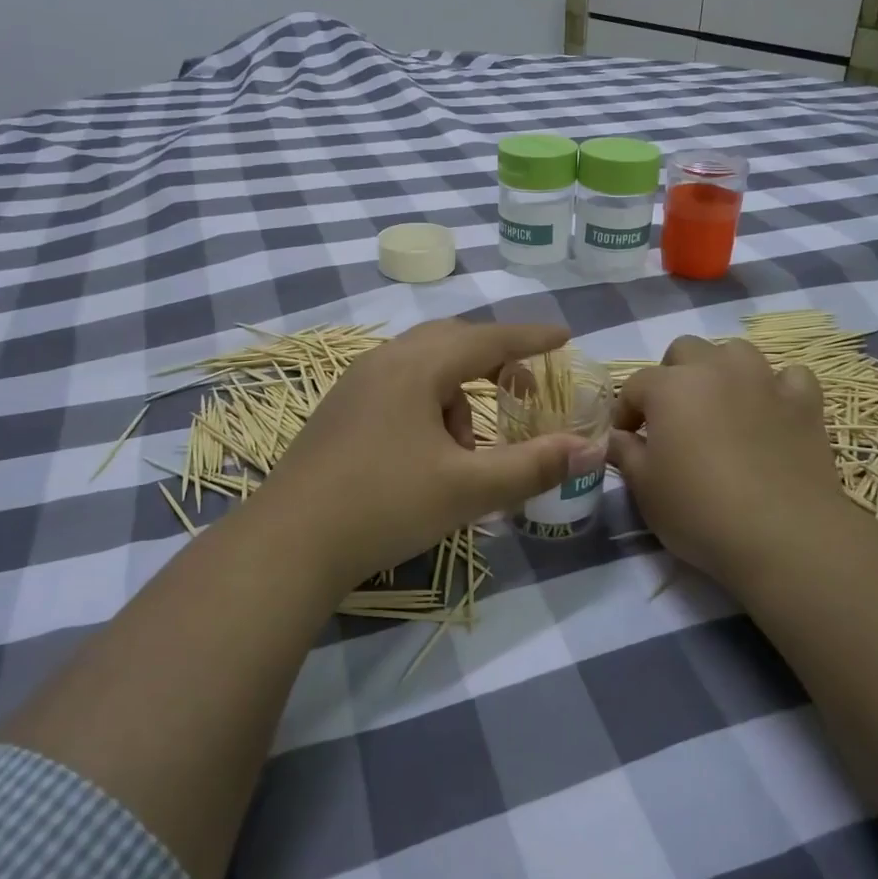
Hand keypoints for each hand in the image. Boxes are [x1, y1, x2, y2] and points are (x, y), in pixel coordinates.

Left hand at [255, 319, 596, 590]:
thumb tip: (589, 448)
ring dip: (457, 394)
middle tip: (522, 392)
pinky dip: (427, 405)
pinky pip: (399, 386)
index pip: (488, 338)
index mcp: (417, 366)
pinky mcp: (340, 408)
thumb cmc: (384, 506)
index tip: (565, 336)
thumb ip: (533, 466)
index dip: (531, 337)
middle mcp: (384, 360)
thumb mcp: (467, 488)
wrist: (289, 542)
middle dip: (494, 362)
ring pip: (423, 367)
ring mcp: (355, 383)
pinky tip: (425, 453)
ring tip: (466, 450)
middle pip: (452, 341)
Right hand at [607, 335, 850, 587]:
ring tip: (721, 404)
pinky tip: (772, 411)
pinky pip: (790, 377)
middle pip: (685, 351)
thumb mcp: (645, 489)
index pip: (636, 385)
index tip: (627, 438)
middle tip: (673, 416)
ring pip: (737, 352)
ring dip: (723, 370)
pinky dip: (778, 388)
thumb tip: (617, 437)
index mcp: (670, 387)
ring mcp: (763, 381)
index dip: (626, 411)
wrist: (783, 536)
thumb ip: (626, 453)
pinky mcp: (804, 403)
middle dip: (672, 376)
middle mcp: (715, 370)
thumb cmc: (700, 511)